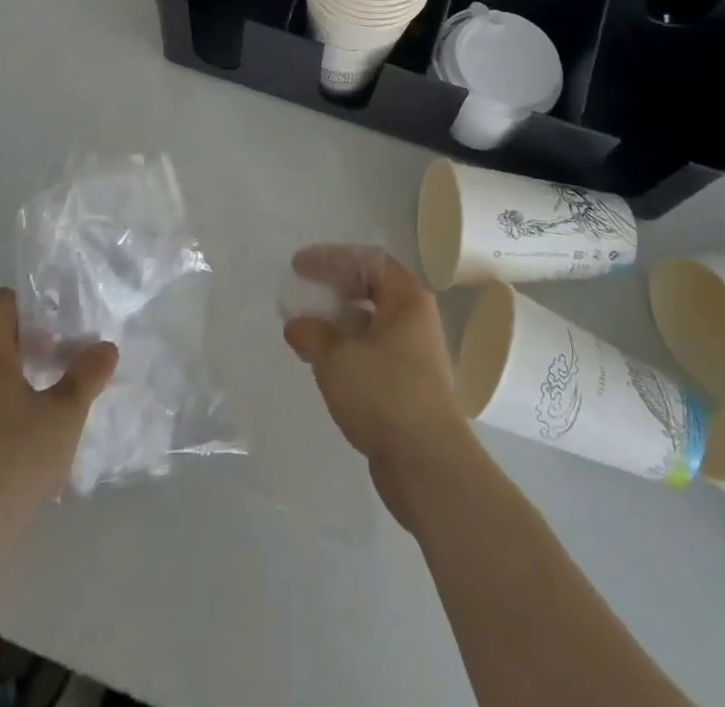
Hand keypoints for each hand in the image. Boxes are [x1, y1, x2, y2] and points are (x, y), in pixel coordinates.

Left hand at [0, 289, 117, 532]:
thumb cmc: (16, 459)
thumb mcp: (65, 414)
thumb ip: (87, 375)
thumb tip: (105, 348)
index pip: (1, 304)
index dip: (31, 306)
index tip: (59, 325)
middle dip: (27, 346)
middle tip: (62, 364)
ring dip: (10, 381)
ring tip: (44, 404)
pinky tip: (17, 443)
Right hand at [283, 246, 474, 527]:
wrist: (428, 466)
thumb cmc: (384, 395)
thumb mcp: (337, 358)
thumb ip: (312, 332)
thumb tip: (296, 324)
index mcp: (407, 298)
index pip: (368, 260)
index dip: (331, 258)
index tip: (298, 266)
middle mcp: (415, 319)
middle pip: (371, 289)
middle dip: (334, 288)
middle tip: (302, 292)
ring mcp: (413, 354)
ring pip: (370, 323)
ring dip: (337, 321)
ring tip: (304, 329)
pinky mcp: (406, 385)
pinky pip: (371, 352)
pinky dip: (346, 349)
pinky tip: (322, 362)